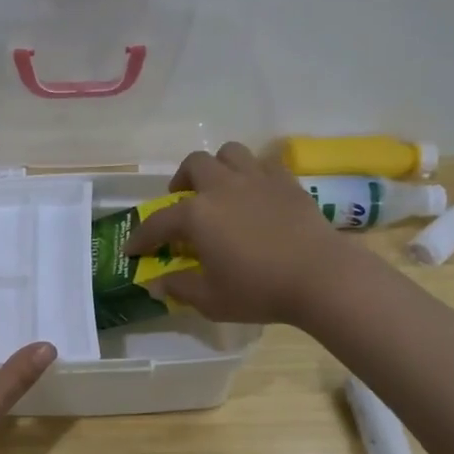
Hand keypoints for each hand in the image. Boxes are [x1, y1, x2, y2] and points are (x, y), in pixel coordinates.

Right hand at [124, 143, 357, 325]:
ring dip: (218, 167)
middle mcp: (222, 186)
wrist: (321, 277)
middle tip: (182, 202)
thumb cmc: (259, 290)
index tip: (132, 249)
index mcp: (197, 214)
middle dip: (181, 181)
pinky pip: (263, 164)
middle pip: (194, 165)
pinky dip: (252, 174)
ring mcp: (257, 179)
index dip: (142, 237)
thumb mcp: (211, 299)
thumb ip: (179, 287)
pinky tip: (255, 194)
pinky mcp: (287, 182)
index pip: (158, 222)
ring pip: (229, 153)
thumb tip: (155, 283)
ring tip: (219, 188)